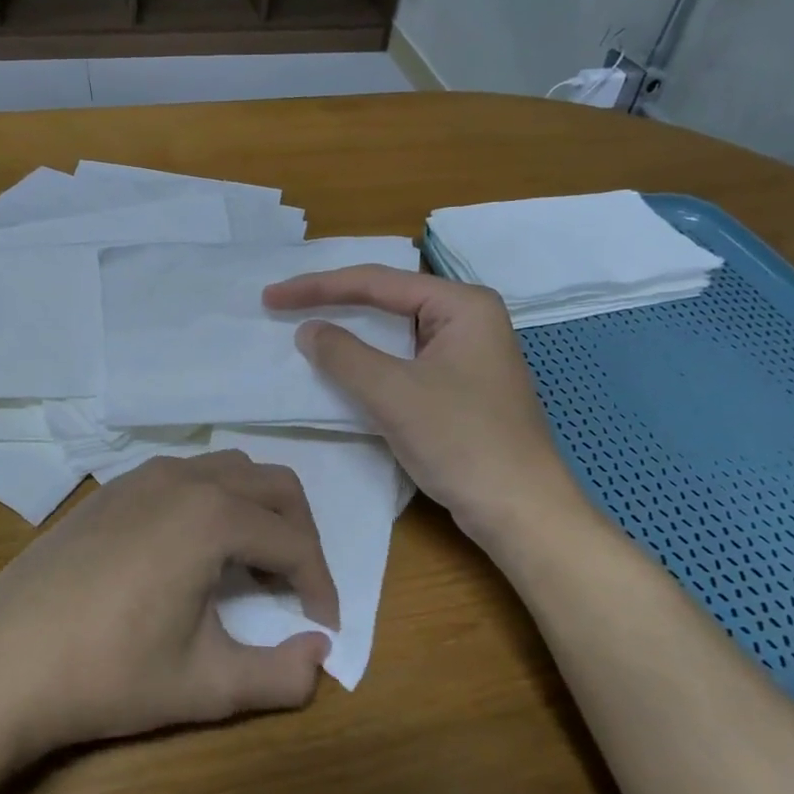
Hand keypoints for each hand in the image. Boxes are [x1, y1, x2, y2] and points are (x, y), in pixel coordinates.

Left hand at [0, 451, 338, 758]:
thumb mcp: (207, 685)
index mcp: (213, 516)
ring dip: (256, 510)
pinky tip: (193, 550)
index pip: (294, 542)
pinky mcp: (111, 489)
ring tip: (251, 565)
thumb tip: (321, 655)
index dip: (321, 585)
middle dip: (299, 532)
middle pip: (273, 485)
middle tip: (297, 586)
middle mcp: (183, 479)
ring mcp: (141, 477)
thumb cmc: (109, 673)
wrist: (0, 663)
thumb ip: (282, 676)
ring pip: (228, 470)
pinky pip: (184, 475)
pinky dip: (213, 501)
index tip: (324, 626)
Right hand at [264, 266, 585, 544]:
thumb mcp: (394, 393)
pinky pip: (404, 361)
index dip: (319, 287)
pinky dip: (370, 363)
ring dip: (351, 333)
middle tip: (283, 305)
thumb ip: (344, 355)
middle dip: (335, 302)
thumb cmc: (462, 441)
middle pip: (388, 300)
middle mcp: (468, 319)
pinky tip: (343, 368)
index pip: (378, 282)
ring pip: (396, 333)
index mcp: (462, 305)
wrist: (521, 511)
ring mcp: (466, 354)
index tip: (272, 296)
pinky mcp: (460, 387)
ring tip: (305, 328)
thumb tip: (308, 330)